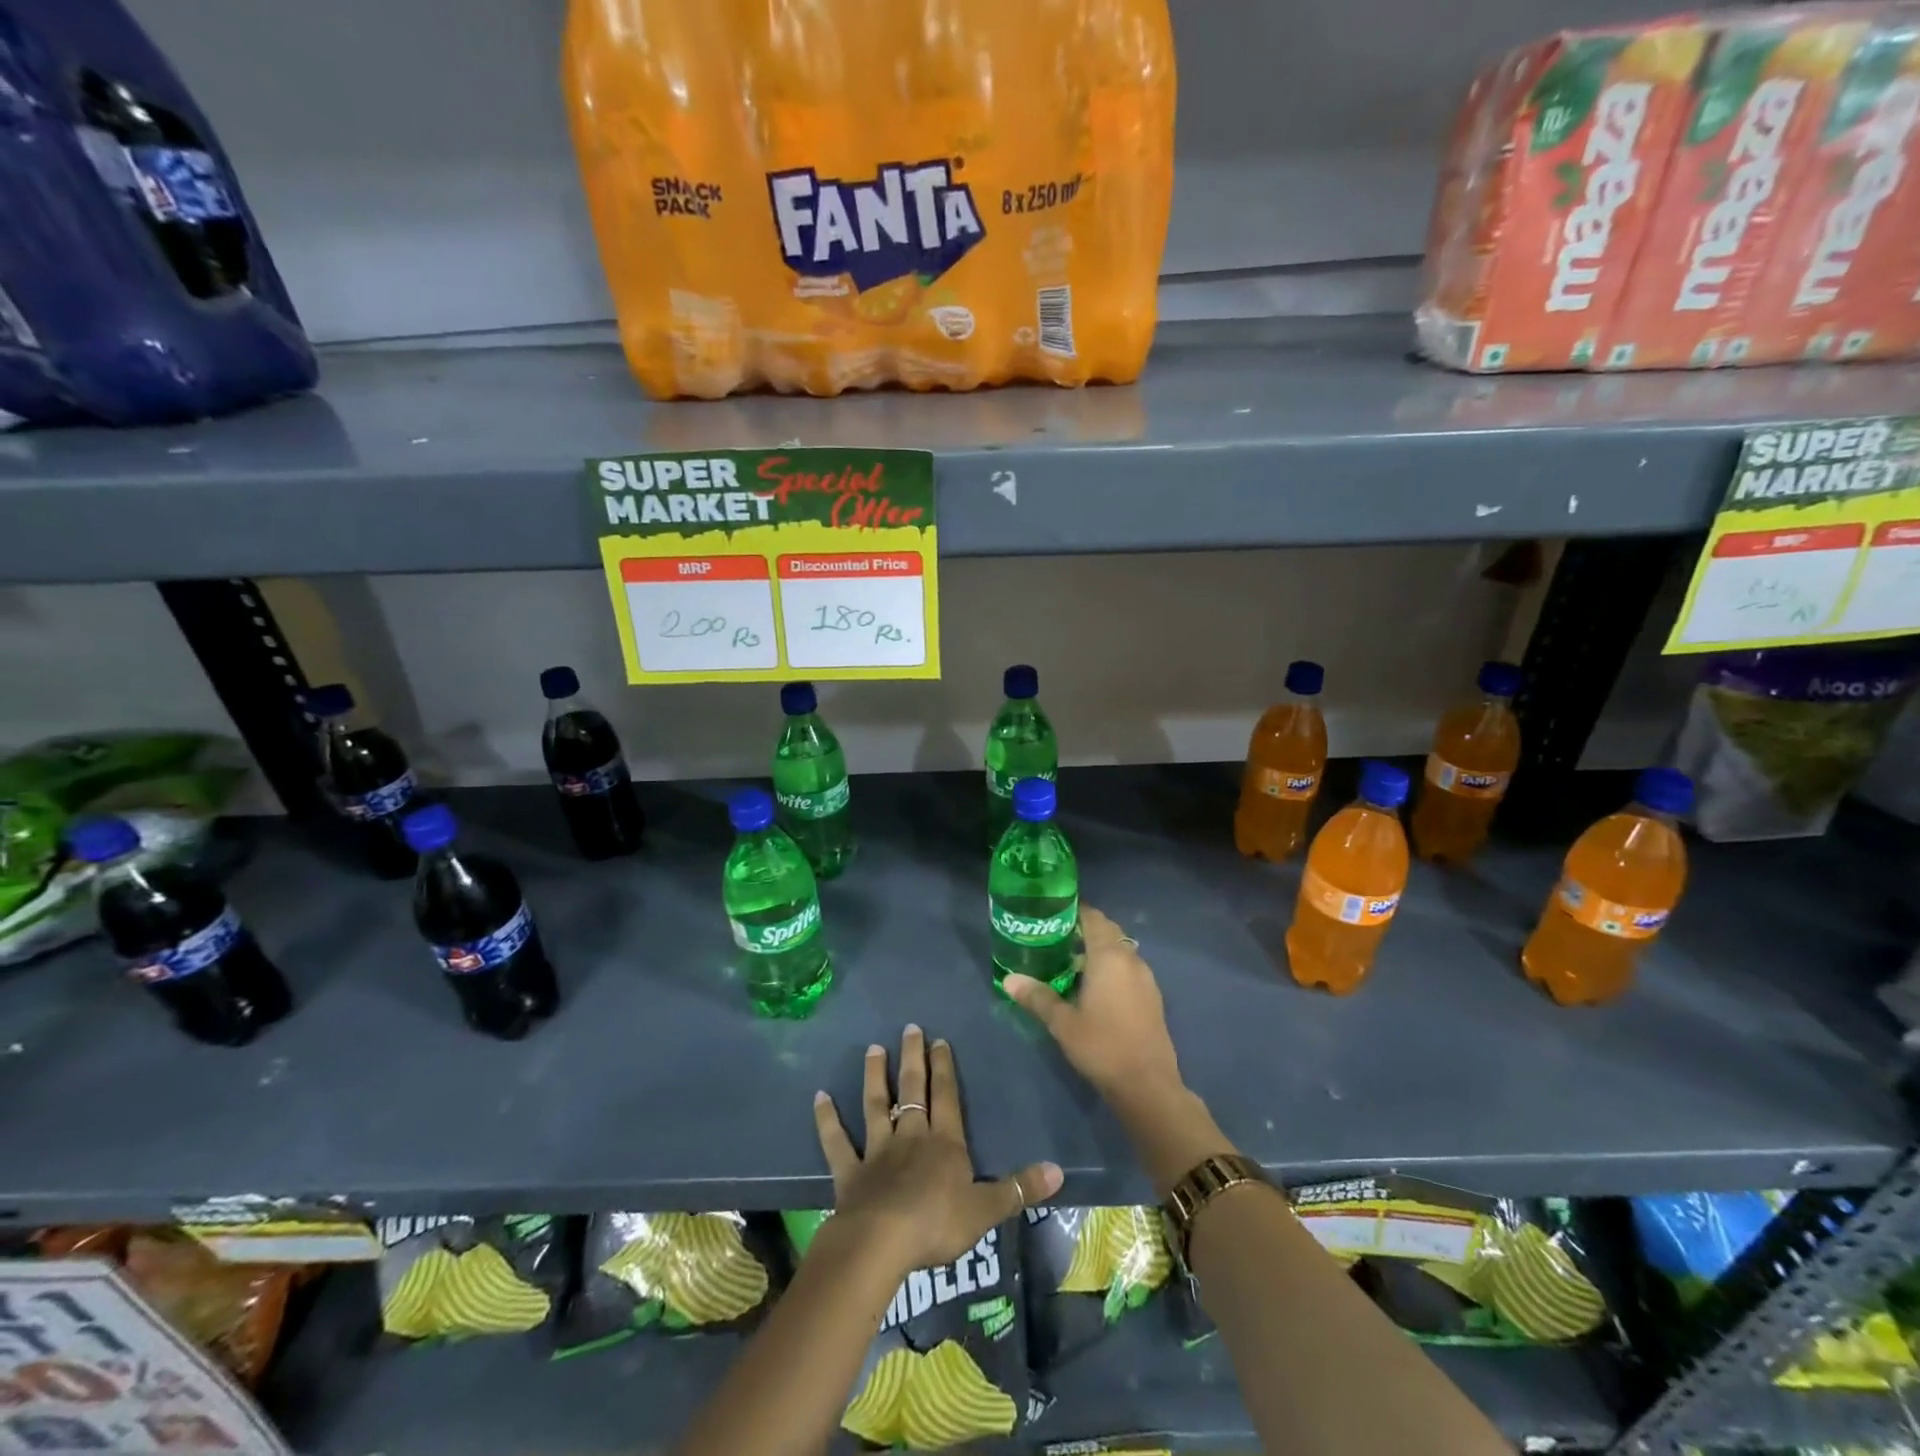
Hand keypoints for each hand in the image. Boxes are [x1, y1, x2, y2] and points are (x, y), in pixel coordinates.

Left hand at [813, 1025, 1061, 1276]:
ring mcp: (877, 1151)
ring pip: (875, 1105)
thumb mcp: (987, 1210)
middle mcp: (910, 1137)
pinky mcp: (850, 1172)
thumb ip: (1019, 1188)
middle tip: (908, 1028)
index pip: (946, 1096)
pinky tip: (819, 1098)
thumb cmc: (937, 1224)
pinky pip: (837, 1142)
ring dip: (874, 1077)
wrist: (882, 1243)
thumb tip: (1059, 1170)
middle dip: (912, 1058)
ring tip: (872, 1049)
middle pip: (912, 1090)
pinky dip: (827, 1120)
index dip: (944, 1067)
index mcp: (944, 1143)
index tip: (939, 1039)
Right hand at [1003, 906, 1184, 1110]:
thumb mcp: (1063, 1023)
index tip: (1052, 913)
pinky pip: (1128, 968)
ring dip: (1099, 949)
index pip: (1093, 918)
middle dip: (1084, 929)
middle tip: (1055, 937)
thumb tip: (1008, 979)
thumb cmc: (1102, 1046)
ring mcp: (1145, 978)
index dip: (1075, 911)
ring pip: (1120, 950)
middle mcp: (1131, 959)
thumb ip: (1037, 997)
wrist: (1147, 1085)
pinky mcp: (1152, 997)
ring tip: (1070, 961)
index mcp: (1109, 957)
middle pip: (1108, 931)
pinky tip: (1094, 987)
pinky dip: (1111, 967)